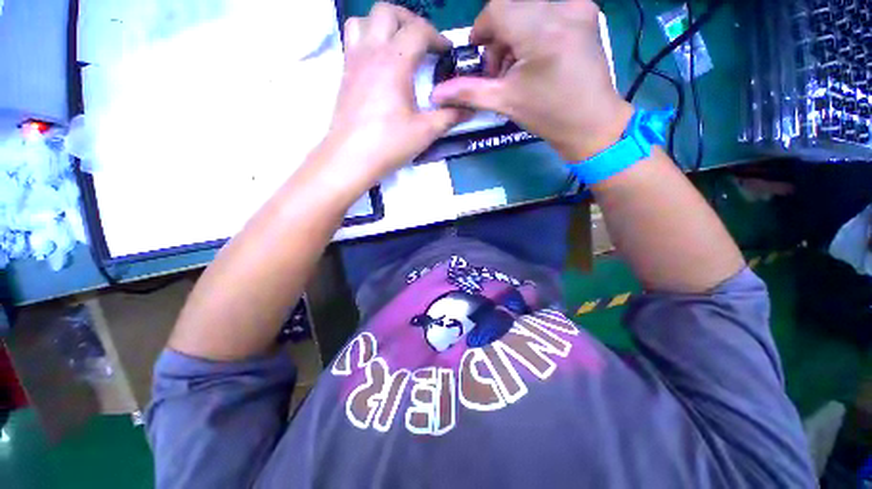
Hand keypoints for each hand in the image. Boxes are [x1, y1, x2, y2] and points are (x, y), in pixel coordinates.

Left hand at [321, 3, 466, 179]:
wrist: (351, 158)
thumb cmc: (389, 144)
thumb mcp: (425, 132)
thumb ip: (449, 116)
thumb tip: (468, 109)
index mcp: (394, 62)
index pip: (418, 30)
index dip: (437, 37)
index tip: (446, 53)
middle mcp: (371, 52)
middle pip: (386, 11)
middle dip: (409, 20)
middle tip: (422, 42)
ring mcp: (353, 61)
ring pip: (363, 20)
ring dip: (382, 25)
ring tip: (396, 45)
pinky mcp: (344, 74)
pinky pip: (352, 40)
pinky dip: (367, 39)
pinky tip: (378, 63)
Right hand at [431, 0, 632, 160]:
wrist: (591, 123)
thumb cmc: (547, 116)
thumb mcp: (504, 102)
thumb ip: (468, 92)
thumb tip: (437, 93)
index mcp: (541, 29)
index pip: (496, 9)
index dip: (481, 32)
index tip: (478, 58)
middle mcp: (562, 6)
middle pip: (512, 5)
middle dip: (498, 36)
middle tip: (499, 69)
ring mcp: (578, 6)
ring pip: (529, 6)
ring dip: (514, 32)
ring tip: (517, 67)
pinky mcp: (585, 11)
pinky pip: (547, 8)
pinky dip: (533, 28)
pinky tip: (535, 56)